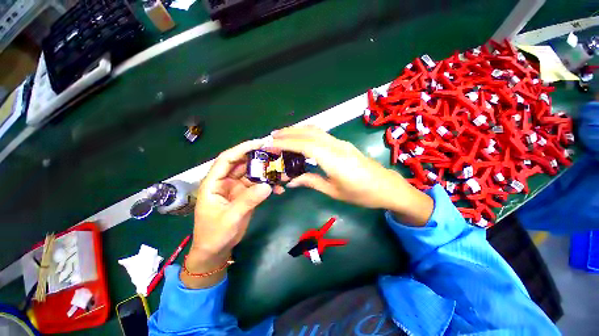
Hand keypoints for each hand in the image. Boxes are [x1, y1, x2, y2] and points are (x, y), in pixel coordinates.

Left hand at [183, 139, 272, 288]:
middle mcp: (226, 181)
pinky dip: (269, 185)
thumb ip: (248, 201)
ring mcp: (237, 187)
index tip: (260, 143)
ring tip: (282, 171)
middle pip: (243, 163)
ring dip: (267, 172)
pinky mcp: (246, 194)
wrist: (217, 249)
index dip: (243, 149)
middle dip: (259, 158)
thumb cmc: (215, 234)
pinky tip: (279, 189)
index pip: (227, 159)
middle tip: (276, 153)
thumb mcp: (230, 218)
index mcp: (214, 182)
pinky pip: (259, 185)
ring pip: (253, 173)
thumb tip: (268, 186)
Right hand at [271, 126, 432, 225]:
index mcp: (333, 159)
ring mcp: (341, 142)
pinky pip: (321, 134)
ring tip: (282, 135)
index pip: (304, 145)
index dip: (285, 143)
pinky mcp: (343, 143)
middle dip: (289, 132)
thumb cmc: (361, 194)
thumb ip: (311, 182)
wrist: (387, 187)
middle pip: (309, 132)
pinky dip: (307, 133)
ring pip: (316, 130)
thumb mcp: (334, 191)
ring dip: (297, 130)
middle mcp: (336, 146)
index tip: (270, 144)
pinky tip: (301, 139)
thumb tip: (291, 182)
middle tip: (272, 136)